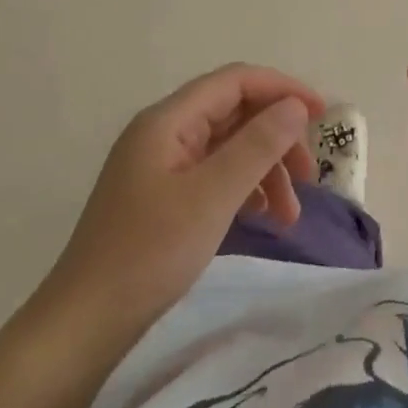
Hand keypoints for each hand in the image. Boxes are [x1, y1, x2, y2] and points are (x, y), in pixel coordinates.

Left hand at [43, 65, 321, 341]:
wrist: (84, 326)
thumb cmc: (148, 253)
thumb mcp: (212, 197)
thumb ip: (258, 145)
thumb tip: (296, 106)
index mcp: (169, 120)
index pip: (236, 81)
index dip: (282, 89)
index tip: (323, 114)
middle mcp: (165, 132)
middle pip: (236, 113)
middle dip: (278, 137)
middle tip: (309, 177)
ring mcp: (163, 165)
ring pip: (230, 147)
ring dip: (266, 170)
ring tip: (290, 215)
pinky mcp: (164, 196)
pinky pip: (216, 175)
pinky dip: (246, 189)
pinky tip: (263, 217)